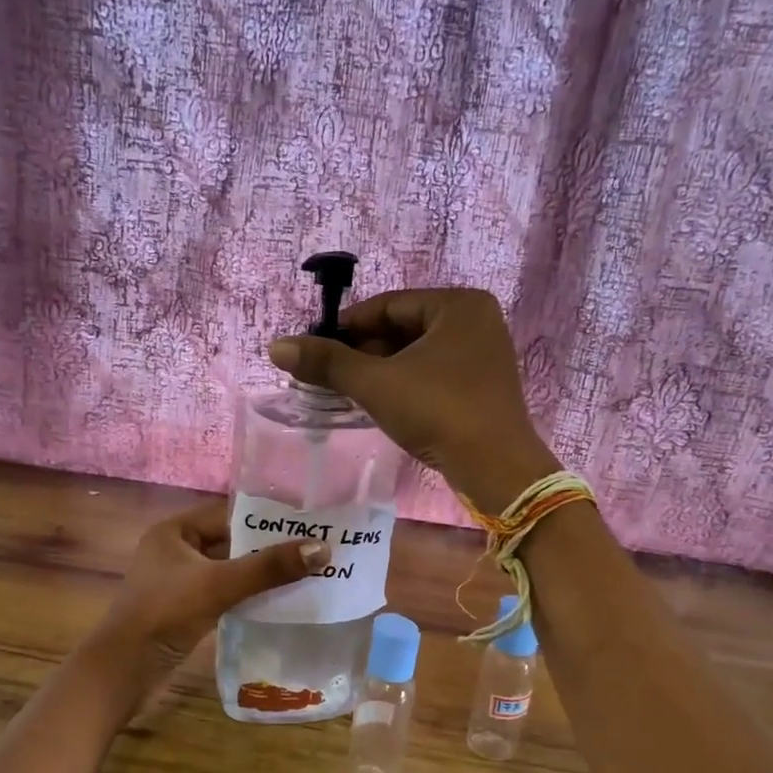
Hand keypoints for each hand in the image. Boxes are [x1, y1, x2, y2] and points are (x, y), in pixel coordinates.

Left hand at [97, 498, 326, 666]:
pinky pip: (225, 594)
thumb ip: (269, 567)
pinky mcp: (186, 610)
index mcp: (174, 531)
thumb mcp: (219, 585)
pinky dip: (249, 595)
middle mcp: (176, 551)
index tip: (306, 522)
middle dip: (269, 548)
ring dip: (261, 574)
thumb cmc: (165, 614)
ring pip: (230, 570)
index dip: (266, 517)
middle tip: (314, 548)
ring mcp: (180, 583)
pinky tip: (280, 601)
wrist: (123, 671)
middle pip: (231, 542)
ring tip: (307, 572)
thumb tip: (322, 548)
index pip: (228, 513)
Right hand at [268, 288, 557, 511]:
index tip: (313, 348)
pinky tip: (377, 403)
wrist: (495, 468)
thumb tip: (276, 346)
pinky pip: (431, 374)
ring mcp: (483, 355)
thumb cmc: (438, 411)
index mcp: (458, 304)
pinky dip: (402, 385)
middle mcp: (475, 321)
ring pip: (415, 355)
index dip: (345, 326)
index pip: (387, 305)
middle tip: (325, 374)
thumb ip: (327, 363)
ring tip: (343, 391)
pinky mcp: (482, 387)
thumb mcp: (376, 384)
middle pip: (402, 329)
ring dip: (378, 371)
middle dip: (361, 352)